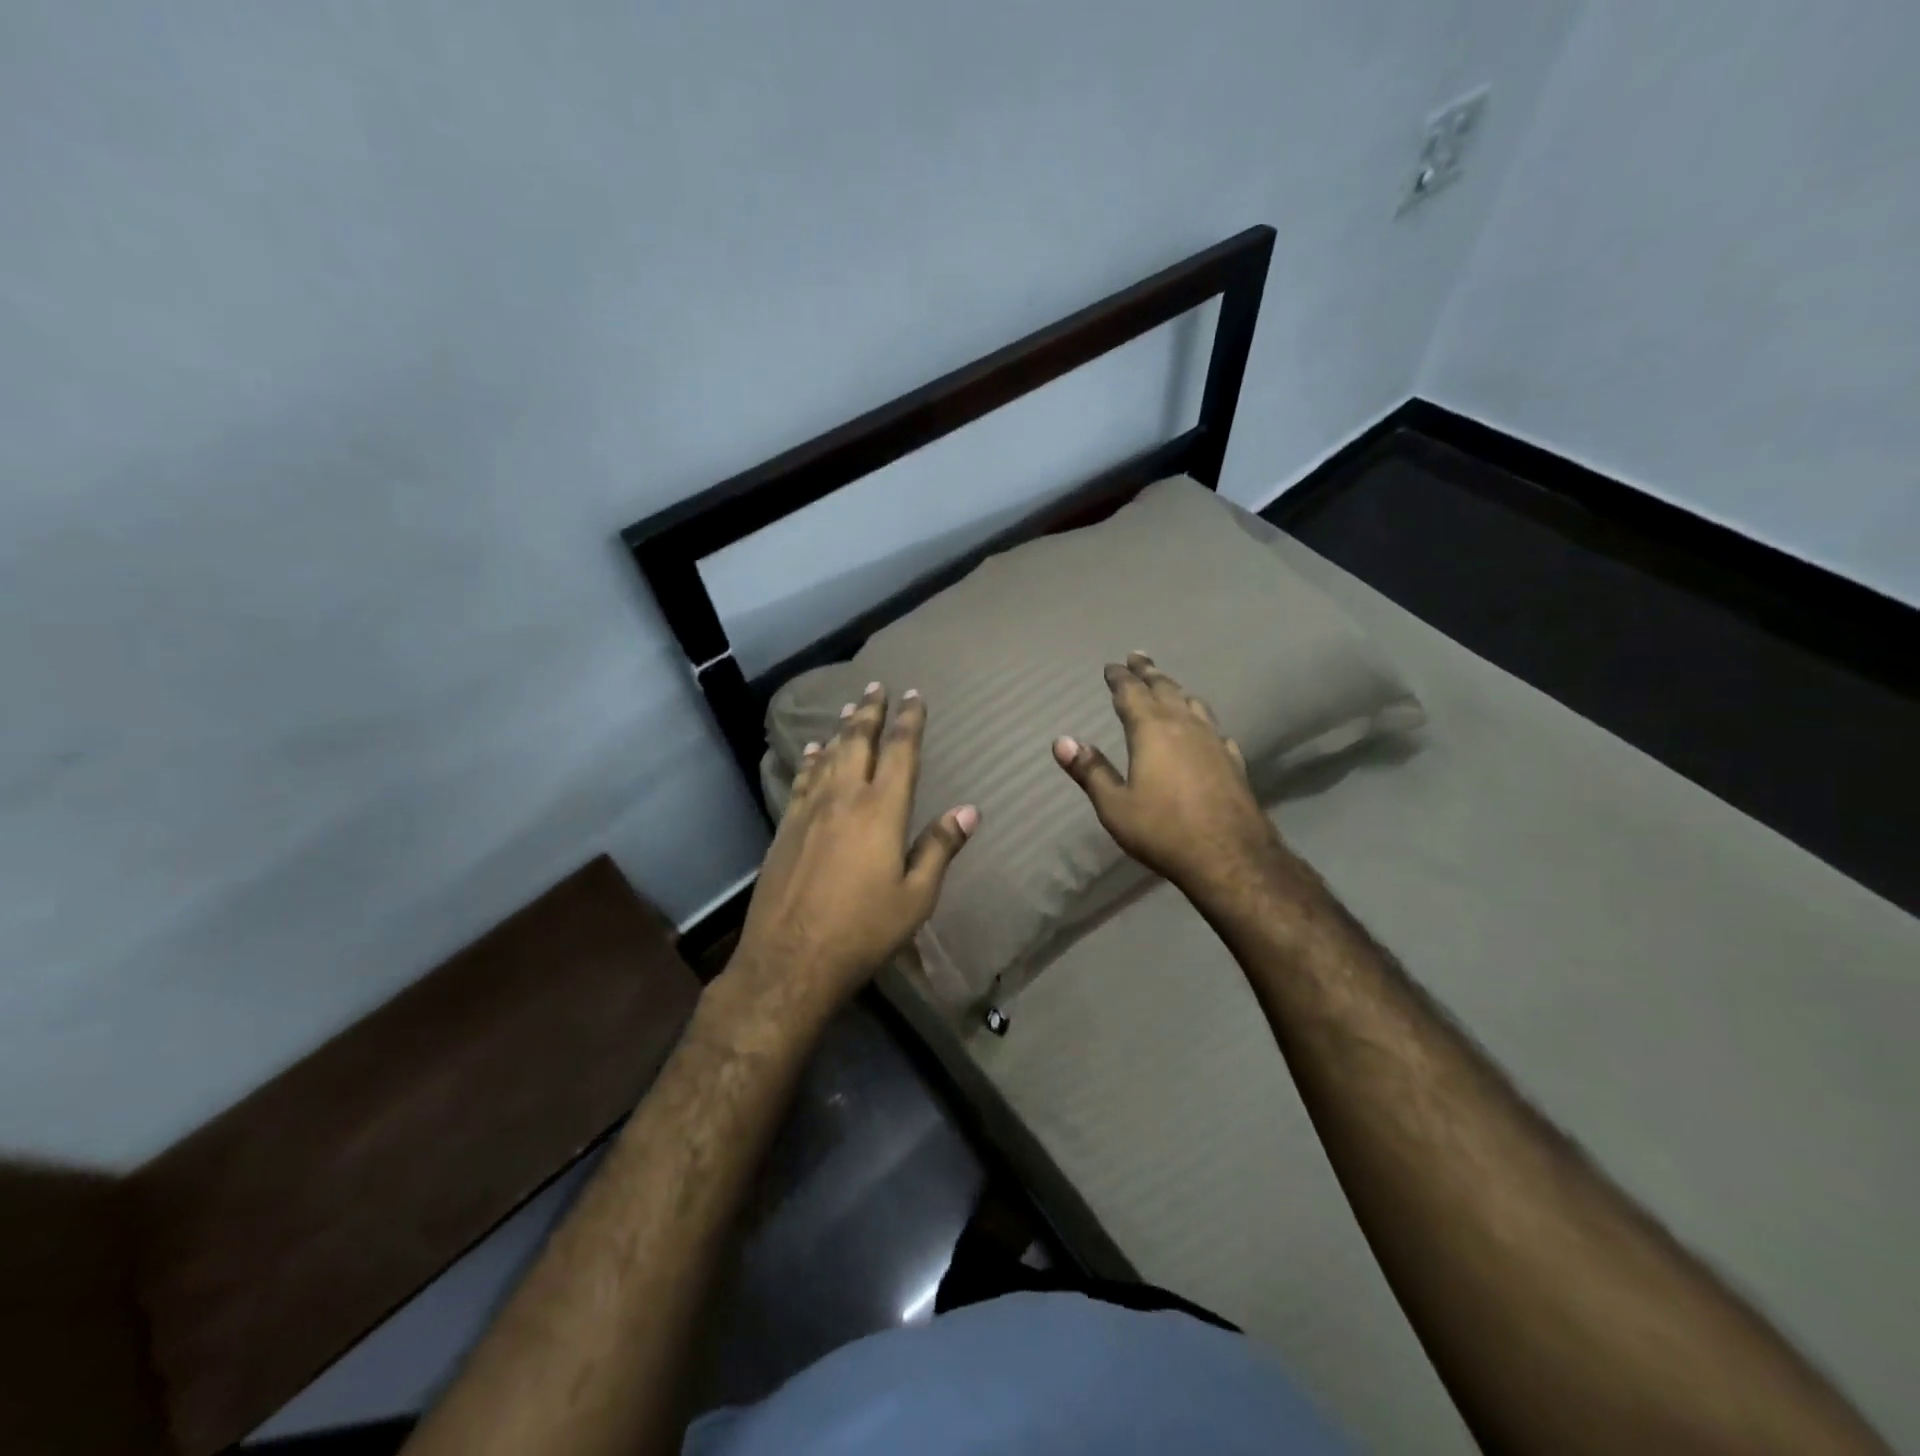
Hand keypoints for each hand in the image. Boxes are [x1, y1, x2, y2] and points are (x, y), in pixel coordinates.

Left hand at [732, 683, 977, 1015]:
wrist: (790, 959)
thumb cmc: (863, 931)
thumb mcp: (915, 897)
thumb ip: (939, 848)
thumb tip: (968, 810)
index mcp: (881, 811)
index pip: (899, 752)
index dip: (908, 720)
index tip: (913, 695)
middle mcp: (843, 798)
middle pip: (857, 742)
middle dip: (870, 711)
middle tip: (876, 686)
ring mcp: (808, 811)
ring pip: (827, 756)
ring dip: (841, 730)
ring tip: (849, 709)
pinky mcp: (785, 828)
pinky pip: (801, 780)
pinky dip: (810, 761)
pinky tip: (811, 752)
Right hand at [1054, 652, 1283, 901]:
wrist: (1229, 856)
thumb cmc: (1162, 830)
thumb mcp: (1114, 805)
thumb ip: (1090, 771)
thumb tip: (1062, 741)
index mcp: (1151, 731)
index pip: (1131, 694)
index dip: (1120, 678)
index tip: (1112, 665)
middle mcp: (1184, 726)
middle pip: (1165, 689)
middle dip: (1149, 672)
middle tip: (1138, 657)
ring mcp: (1213, 742)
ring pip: (1193, 704)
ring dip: (1177, 690)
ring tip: (1169, 685)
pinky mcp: (1233, 762)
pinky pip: (1215, 731)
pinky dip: (1203, 722)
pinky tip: (1207, 731)